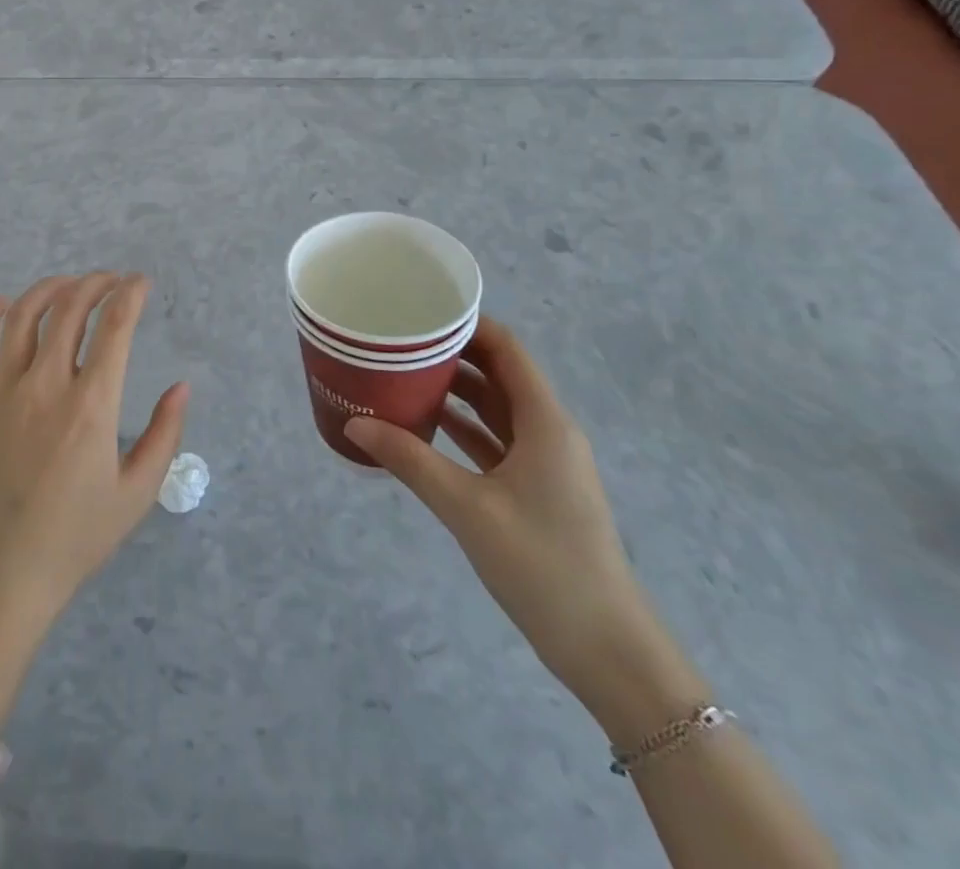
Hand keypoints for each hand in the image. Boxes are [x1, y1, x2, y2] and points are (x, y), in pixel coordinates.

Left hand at [0, 273, 190, 643]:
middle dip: (95, 284)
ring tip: (68, 285)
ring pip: (22, 317)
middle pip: (69, 309)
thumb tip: (181, 386)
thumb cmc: (74, 539)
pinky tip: (4, 304)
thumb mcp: (137, 494)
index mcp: (90, 406)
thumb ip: (165, 434)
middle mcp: (44, 386)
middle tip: (110, 281)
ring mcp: (0, 392)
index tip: (141, 283)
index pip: (114, 326)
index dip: (131, 294)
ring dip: (49, 289)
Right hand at [344, 318, 683, 717]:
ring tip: (403, 372)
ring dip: (456, 390)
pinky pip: (495, 441)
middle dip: (453, 353)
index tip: (421, 310)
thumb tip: (354, 423)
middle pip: (499, 374)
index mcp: (545, 422)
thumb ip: (409, 461)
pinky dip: (463, 427)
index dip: (469, 323)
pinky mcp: (535, 490)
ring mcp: (544, 463)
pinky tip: (424, 425)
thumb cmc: (542, 565)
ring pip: (496, 408)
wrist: (605, 649)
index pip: (507, 349)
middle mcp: (548, 431)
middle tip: (400, 339)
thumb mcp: (467, 507)